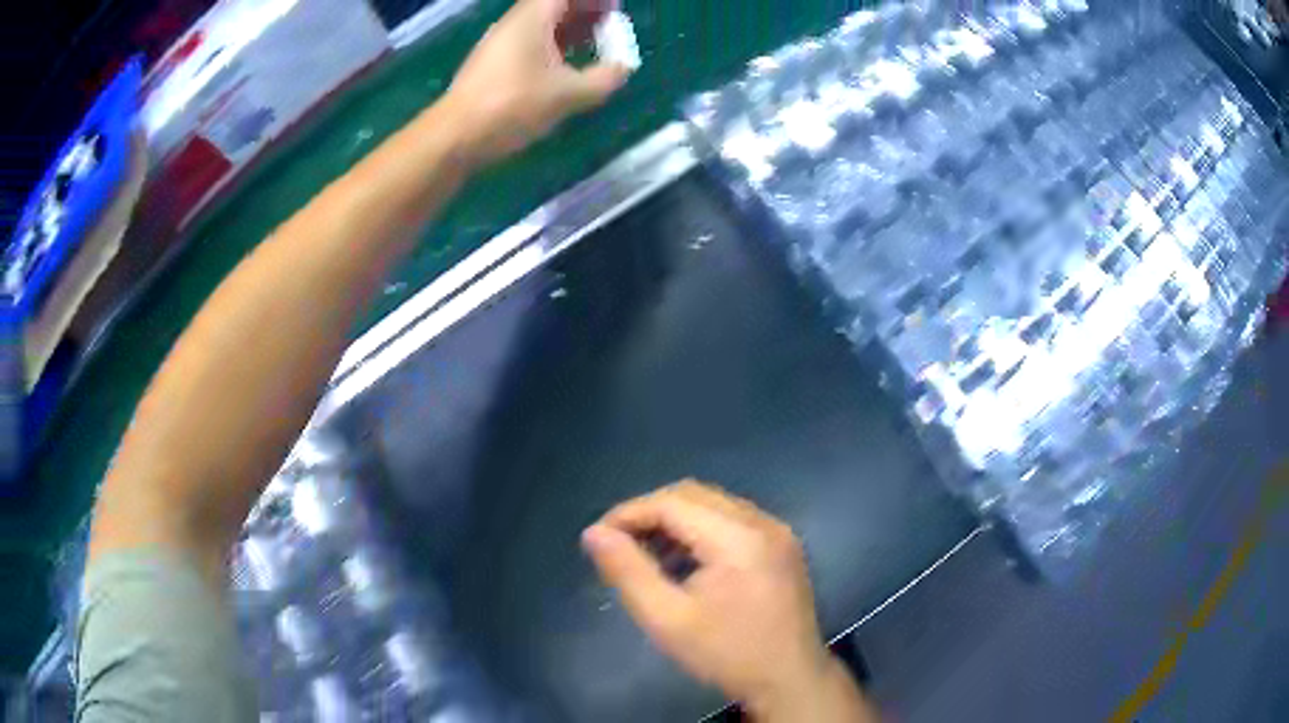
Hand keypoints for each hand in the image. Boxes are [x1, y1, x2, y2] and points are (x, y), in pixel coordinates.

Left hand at [444, 0, 630, 166]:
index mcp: (532, 19)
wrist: (454, 136)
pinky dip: (552, 47)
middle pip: (553, 6)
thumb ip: (604, 79)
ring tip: (594, 45)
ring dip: (569, 30)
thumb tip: (623, 68)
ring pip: (541, 26)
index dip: (593, 0)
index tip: (615, 8)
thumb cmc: (512, 106)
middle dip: (584, 12)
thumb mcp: (568, 95)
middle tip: (610, 25)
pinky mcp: (491, 66)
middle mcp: (513, 24)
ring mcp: (499, 45)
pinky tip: (565, 67)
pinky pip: (529, 44)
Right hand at [583, 481, 874, 720]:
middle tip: (619, 545)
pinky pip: (733, 520)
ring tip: (647, 556)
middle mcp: (762, 522)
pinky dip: (701, 530)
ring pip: (713, 504)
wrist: (790, 679)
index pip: (671, 502)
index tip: (597, 539)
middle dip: (650, 513)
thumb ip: (628, 572)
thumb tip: (594, 533)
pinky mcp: (783, 545)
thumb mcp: (667, 620)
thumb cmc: (727, 654)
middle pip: (693, 495)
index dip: (628, 513)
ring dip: (675, 521)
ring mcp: (778, 531)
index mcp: (738, 538)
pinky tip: (685, 563)